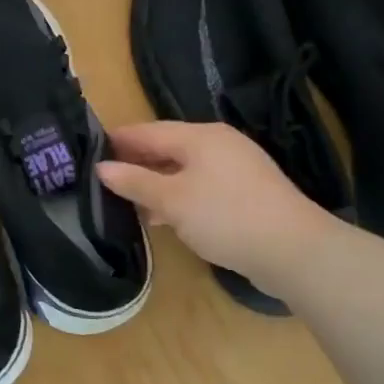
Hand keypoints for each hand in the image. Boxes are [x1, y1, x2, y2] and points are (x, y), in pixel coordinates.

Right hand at [97, 121, 335, 284]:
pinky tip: (162, 216)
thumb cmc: (226, 216)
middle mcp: (218, 144)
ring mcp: (236, 168)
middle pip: (166, 147)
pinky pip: (200, 185)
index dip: (117, 140)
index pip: (147, 131)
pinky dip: (177, 195)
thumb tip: (101, 168)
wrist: (295, 252)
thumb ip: (134, 181)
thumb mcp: (171, 200)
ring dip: (155, 182)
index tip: (88, 151)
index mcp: (199, 136)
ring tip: (126, 200)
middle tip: (102, 177)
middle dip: (135, 162)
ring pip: (182, 168)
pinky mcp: (246, 192)